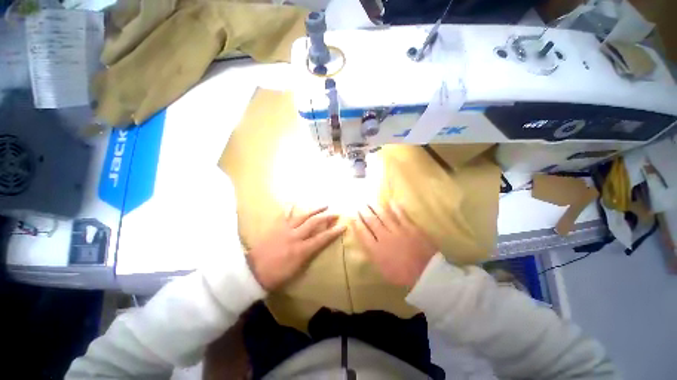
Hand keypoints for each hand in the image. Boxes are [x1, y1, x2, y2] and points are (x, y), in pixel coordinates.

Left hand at [248, 206, 345, 290]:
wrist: (253, 272)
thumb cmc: (276, 276)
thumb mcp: (297, 270)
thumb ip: (309, 256)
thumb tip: (317, 246)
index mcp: (301, 250)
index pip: (322, 238)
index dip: (334, 232)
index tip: (343, 225)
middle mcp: (295, 236)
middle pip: (314, 223)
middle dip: (327, 217)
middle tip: (336, 213)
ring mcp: (285, 230)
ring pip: (302, 216)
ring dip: (315, 210)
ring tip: (324, 205)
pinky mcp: (276, 227)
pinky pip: (286, 215)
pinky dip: (292, 209)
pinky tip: (296, 204)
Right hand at [352, 202, 436, 287]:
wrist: (426, 274)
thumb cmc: (402, 275)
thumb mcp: (382, 270)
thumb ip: (373, 255)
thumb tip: (366, 243)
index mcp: (376, 250)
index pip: (363, 233)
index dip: (357, 224)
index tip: (353, 216)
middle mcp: (384, 237)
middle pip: (371, 222)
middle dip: (364, 212)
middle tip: (359, 205)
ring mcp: (398, 231)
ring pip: (384, 216)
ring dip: (375, 208)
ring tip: (369, 201)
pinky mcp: (410, 227)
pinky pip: (401, 215)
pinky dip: (395, 207)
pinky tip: (390, 201)